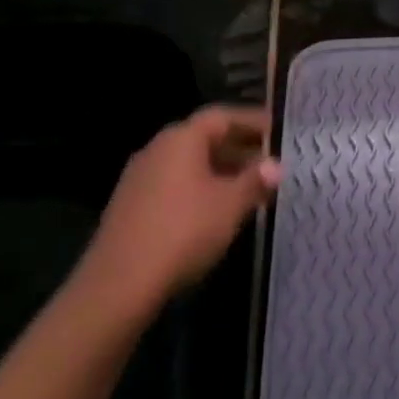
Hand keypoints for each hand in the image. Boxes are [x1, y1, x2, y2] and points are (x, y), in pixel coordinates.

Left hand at [67, 105, 280, 320]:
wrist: (121, 282)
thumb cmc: (184, 231)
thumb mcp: (230, 205)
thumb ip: (255, 180)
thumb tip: (275, 165)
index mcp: (181, 139)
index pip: (222, 116)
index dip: (252, 121)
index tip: (278, 131)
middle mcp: (157, 149)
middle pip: (204, 138)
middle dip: (240, 148)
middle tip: (271, 162)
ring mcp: (141, 177)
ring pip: (190, 164)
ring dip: (222, 170)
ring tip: (252, 188)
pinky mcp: (133, 205)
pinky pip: (176, 184)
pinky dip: (202, 188)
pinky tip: (219, 210)